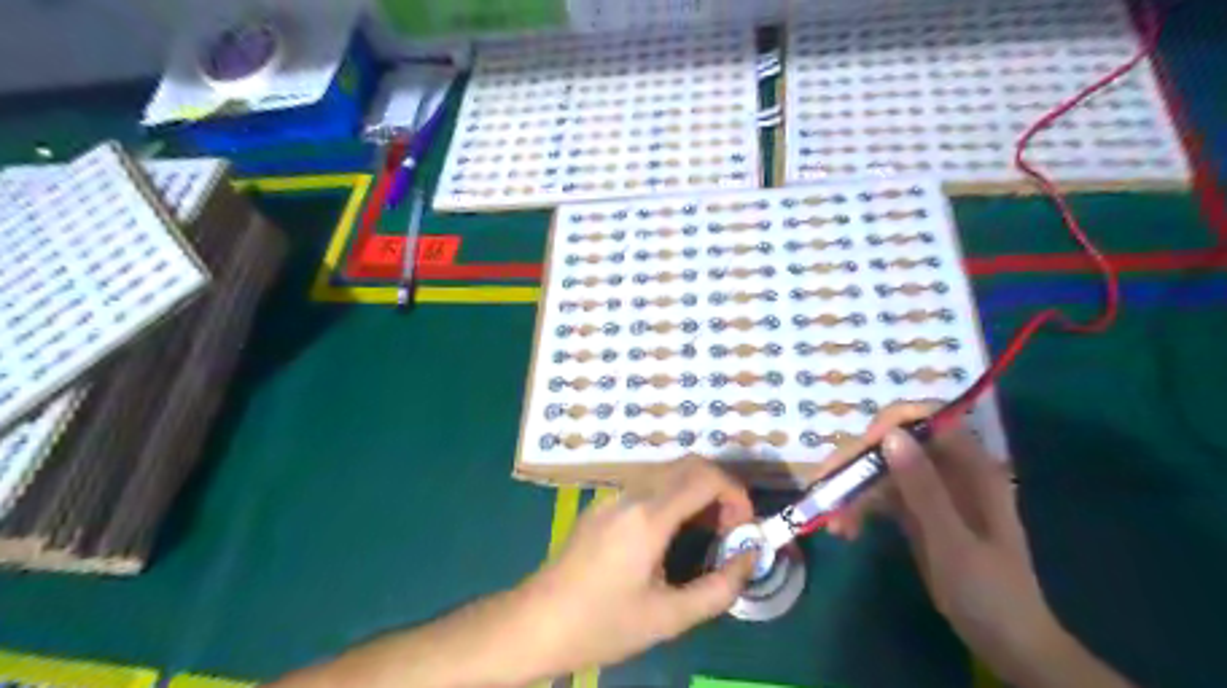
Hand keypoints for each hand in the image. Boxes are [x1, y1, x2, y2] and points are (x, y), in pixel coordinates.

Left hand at [513, 460, 758, 673]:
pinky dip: (675, 496)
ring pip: (668, 472)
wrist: (536, 623)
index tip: (746, 527)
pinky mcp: (602, 505)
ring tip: (708, 533)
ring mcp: (613, 496)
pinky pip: (648, 485)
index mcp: (648, 516)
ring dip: (697, 491)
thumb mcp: (668, 618)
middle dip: (720, 488)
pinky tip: (673, 534)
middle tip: (731, 529)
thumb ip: (719, 588)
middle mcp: (631, 494)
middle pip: (688, 464)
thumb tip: (751, 558)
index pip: (705, 476)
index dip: (736, 493)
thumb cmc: (602, 624)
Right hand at [834, 406, 1082, 683]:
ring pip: (880, 469)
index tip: (858, 454)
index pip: (925, 421)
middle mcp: (948, 469)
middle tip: (826, 488)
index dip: (887, 427)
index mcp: (971, 467)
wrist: (1006, 642)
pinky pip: (879, 495)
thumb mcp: (952, 541)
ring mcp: (930, 490)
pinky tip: (846, 531)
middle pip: (893, 444)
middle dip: (857, 464)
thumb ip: (923, 488)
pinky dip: (859, 508)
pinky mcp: (915, 511)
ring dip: (852, 491)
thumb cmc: (989, 592)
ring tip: (835, 525)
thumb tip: (889, 434)